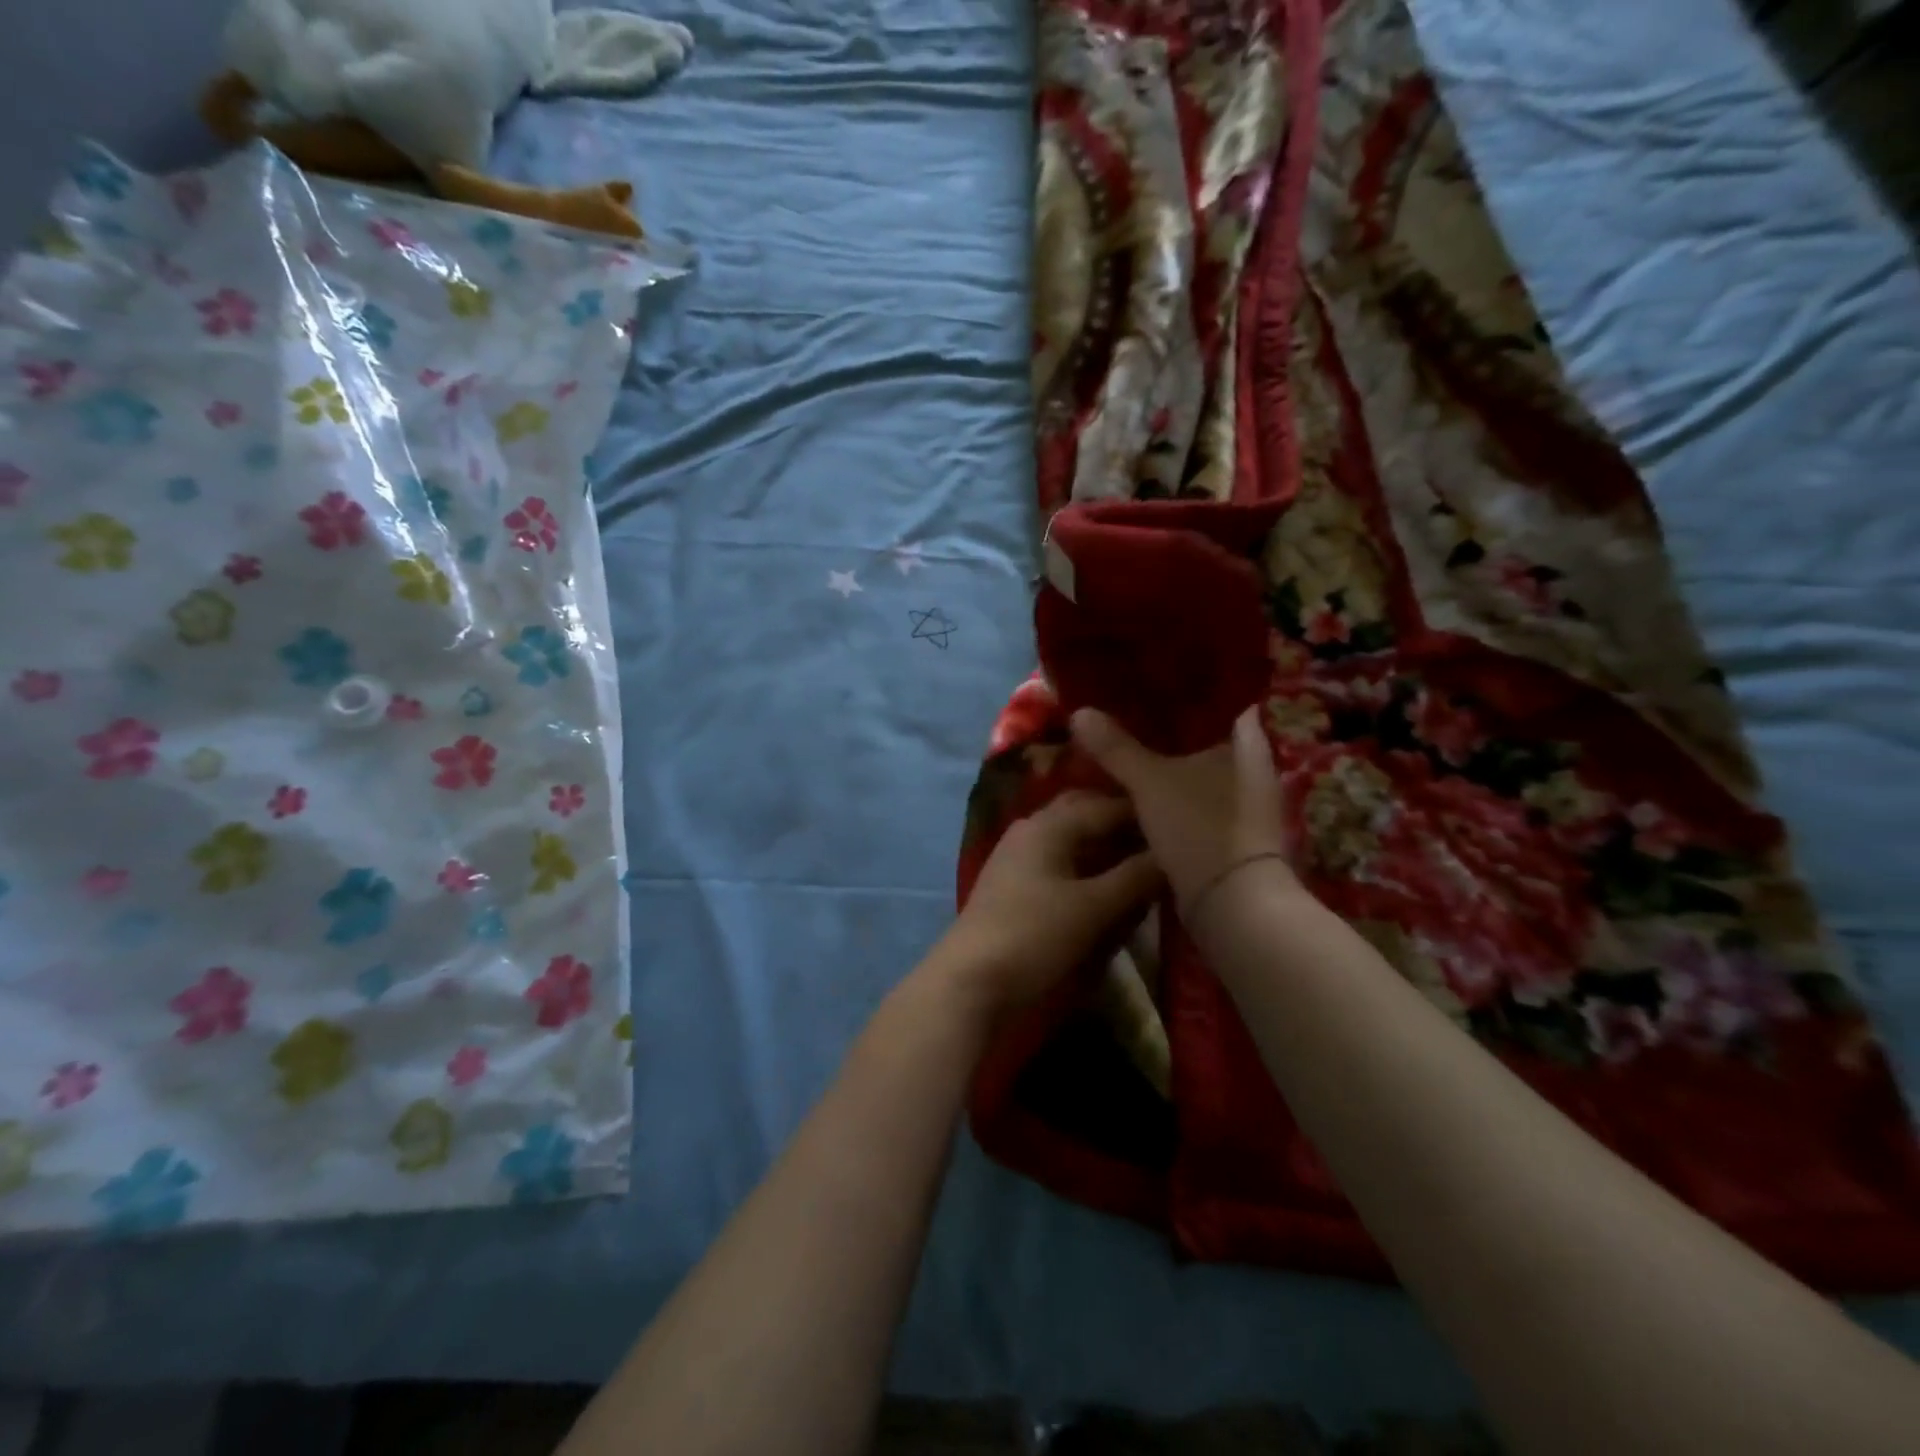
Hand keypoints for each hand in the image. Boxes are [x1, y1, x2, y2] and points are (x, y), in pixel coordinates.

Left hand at [940, 792, 1161, 1015]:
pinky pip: (1061, 863)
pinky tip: (1108, 888)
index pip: (1108, 805)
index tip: (1185, 826)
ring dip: (1106, 848)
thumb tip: (1173, 853)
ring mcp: (1020, 856)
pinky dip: (1087, 869)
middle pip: (1086, 815)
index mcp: (1049, 824)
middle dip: (1124, 826)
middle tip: (1164, 844)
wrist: (970, 980)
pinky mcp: (1016, 885)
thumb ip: (1136, 877)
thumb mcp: (1093, 908)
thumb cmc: (1034, 936)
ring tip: (1142, 866)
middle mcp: (1032, 829)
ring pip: (1073, 839)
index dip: (1147, 815)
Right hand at [1070, 706, 1291, 909]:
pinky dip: (1171, 787)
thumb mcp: (1149, 783)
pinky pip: (1197, 793)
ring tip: (1125, 743)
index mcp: (1247, 740)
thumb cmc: (1200, 828)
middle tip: (1124, 710)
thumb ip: (1115, 747)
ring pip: (1198, 765)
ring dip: (1167, 758)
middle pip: (1204, 732)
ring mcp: (1246, 797)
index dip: (1183, 686)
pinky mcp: (1233, 827)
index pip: (1218, 697)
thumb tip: (1079, 712)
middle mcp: (1253, 763)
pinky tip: (1140, 786)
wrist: (1234, 906)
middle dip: (1166, 725)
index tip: (1146, 679)